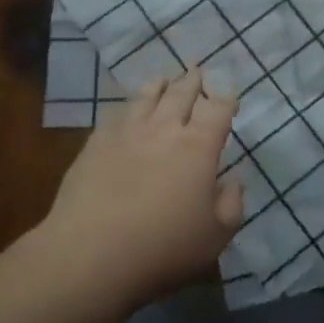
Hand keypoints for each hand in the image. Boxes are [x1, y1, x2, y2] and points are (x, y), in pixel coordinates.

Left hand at [38, 66, 242, 311]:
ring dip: (160, 85)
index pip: (218, 109)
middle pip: (182, 93)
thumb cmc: (163, 247)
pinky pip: (117, 114)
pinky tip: (127, 108)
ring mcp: (127, 132)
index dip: (226, 98)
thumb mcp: (216, 236)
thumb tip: (232, 181)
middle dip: (193, 81)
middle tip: (197, 70)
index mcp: (198, 146)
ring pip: (147, 97)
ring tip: (164, 79)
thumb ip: (232, 204)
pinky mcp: (96, 143)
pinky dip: (128, 105)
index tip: (229, 95)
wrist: (90, 253)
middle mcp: (164, 129)